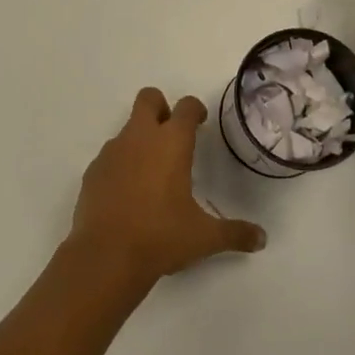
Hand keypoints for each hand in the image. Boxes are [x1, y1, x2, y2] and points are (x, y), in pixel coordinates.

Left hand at [70, 89, 267, 282]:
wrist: (106, 256)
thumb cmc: (161, 237)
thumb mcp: (204, 237)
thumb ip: (234, 233)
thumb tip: (261, 238)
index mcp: (171, 142)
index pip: (186, 106)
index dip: (195, 109)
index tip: (200, 123)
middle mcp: (140, 137)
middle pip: (149, 98)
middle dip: (161, 108)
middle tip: (172, 135)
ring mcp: (112, 152)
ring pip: (127, 128)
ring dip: (140, 140)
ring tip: (151, 175)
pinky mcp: (93, 171)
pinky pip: (110, 156)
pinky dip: (121, 165)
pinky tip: (128, 194)